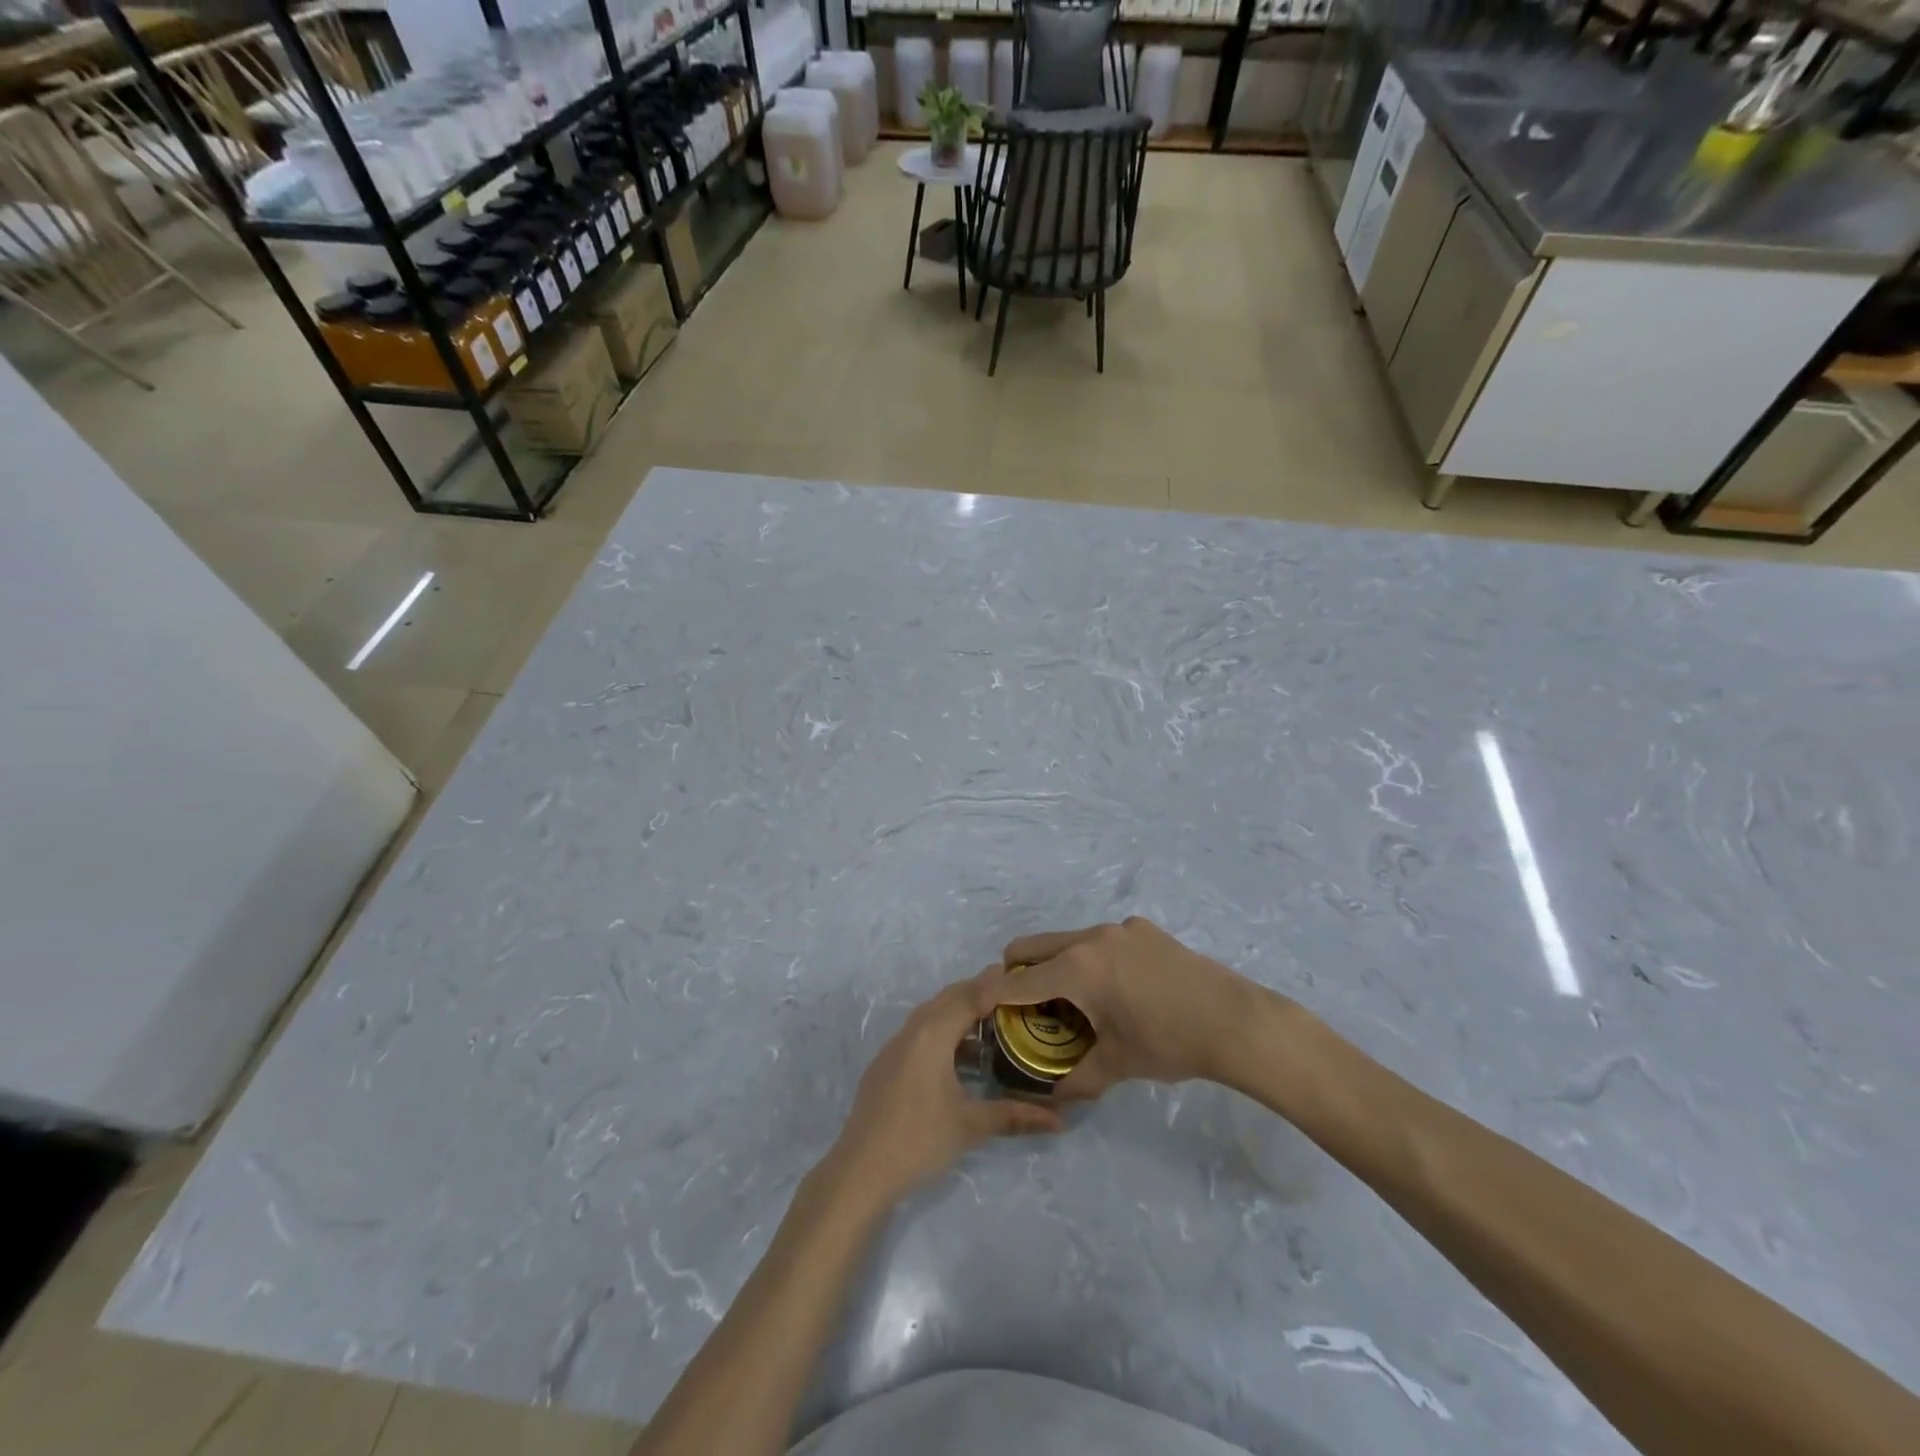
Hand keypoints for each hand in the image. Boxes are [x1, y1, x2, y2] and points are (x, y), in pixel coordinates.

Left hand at [824, 967, 1063, 1211]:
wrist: (860, 1170)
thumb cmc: (919, 1140)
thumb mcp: (970, 1125)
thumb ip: (1014, 1116)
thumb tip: (1059, 1120)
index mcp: (931, 1034)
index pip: (968, 996)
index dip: (994, 985)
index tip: (1021, 978)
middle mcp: (912, 1031)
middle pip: (948, 998)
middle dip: (978, 993)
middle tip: (1011, 996)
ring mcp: (894, 1047)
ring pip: (932, 1015)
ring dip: (959, 1013)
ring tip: (992, 1024)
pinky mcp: (886, 1064)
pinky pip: (919, 1033)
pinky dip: (943, 1032)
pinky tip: (960, 1058)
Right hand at [1002, 917, 1280, 1098]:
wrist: (1235, 1021)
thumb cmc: (1170, 1044)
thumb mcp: (1119, 1065)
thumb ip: (1079, 1079)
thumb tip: (1054, 1098)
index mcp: (1078, 969)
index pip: (1019, 979)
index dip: (991, 992)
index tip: (974, 1002)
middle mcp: (1092, 938)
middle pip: (1034, 946)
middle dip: (1018, 971)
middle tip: (1021, 1003)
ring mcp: (1120, 928)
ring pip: (1068, 940)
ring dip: (1057, 964)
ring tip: (1073, 999)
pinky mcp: (1143, 929)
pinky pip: (1101, 940)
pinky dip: (1092, 960)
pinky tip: (1118, 989)